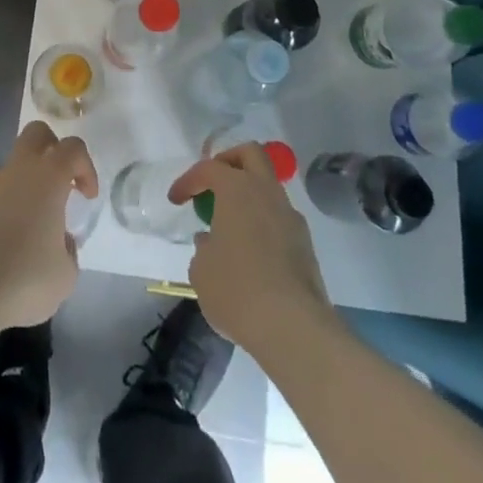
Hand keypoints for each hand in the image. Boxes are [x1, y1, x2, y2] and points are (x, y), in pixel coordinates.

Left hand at [0, 120, 97, 330]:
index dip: (86, 167)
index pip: (72, 148)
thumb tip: (60, 241)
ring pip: (12, 167)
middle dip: (52, 148)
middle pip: (36, 133)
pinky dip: (6, 209)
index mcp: (48, 177)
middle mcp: (18, 171)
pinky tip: (8, 245)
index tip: (87, 197)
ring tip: (33, 227)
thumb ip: (68, 250)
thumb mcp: (65, 274)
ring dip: (26, 184)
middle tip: (60, 182)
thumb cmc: (25, 277)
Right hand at [168, 143, 336, 356]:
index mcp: (237, 189)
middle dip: (229, 162)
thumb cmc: (237, 290)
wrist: (293, 327)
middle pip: (251, 154)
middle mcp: (267, 193)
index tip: (176, 200)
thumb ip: (203, 247)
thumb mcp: (201, 270)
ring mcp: (291, 217)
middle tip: (213, 184)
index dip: (188, 180)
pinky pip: (279, 218)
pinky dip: (263, 223)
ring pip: (269, 187)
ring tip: (230, 224)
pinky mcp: (306, 244)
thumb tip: (212, 242)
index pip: (209, 168)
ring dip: (249, 196)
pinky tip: (251, 252)